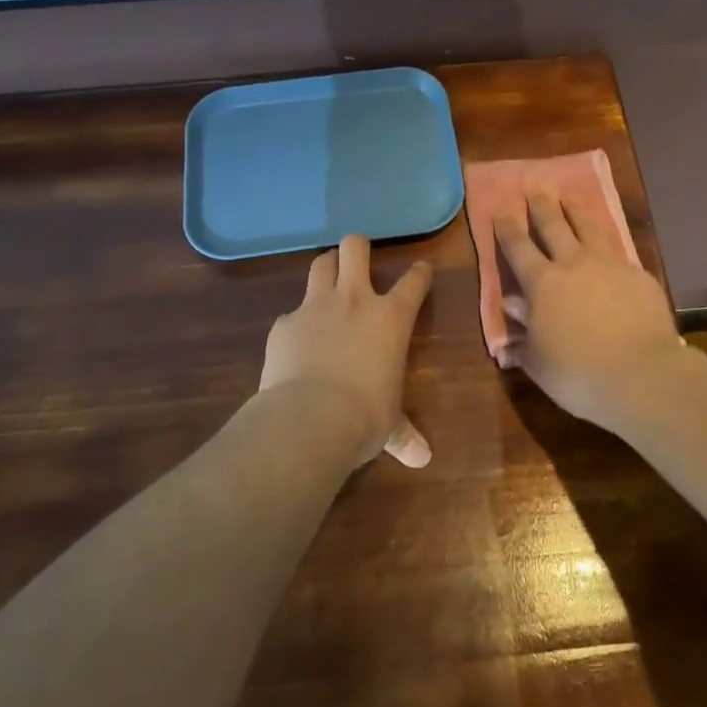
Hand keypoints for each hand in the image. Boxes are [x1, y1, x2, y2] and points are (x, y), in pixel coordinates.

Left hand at [260, 235, 433, 467]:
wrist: (308, 419)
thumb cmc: (364, 417)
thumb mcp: (388, 425)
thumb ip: (403, 435)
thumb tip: (422, 459)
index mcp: (391, 318)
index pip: (413, 281)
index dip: (420, 272)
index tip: (421, 270)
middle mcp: (354, 300)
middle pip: (355, 248)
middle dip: (358, 248)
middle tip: (358, 261)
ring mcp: (315, 307)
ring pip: (320, 263)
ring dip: (326, 268)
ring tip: (327, 281)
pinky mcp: (283, 323)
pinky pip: (291, 312)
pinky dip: (296, 322)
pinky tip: (295, 342)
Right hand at [494, 195, 682, 433]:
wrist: (642, 375)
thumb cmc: (578, 374)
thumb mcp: (538, 360)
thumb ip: (524, 330)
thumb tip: (513, 306)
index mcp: (542, 283)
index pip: (518, 247)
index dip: (507, 229)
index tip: (501, 212)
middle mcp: (574, 264)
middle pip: (554, 226)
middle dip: (541, 207)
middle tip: (535, 190)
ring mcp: (610, 265)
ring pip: (589, 227)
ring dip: (575, 210)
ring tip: (569, 197)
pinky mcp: (639, 275)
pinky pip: (619, 252)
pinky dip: (608, 243)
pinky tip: (609, 246)